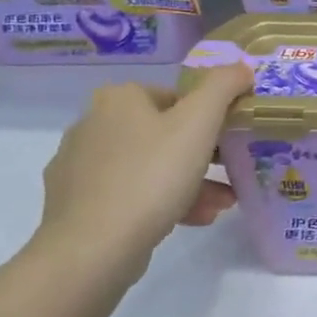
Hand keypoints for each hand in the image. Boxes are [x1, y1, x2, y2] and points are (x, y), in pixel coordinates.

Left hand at [34, 64, 251, 282]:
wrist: (93, 248)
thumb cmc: (152, 176)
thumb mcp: (200, 122)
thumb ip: (223, 86)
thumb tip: (240, 68)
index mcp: (118, 99)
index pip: (177, 97)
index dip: (210, 118)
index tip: (232, 141)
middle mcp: (92, 125)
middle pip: (165, 133)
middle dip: (205, 155)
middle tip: (233, 173)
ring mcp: (80, 167)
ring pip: (151, 166)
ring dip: (192, 182)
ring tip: (222, 205)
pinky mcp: (76, 204)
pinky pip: (131, 194)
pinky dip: (164, 202)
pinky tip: (194, 220)